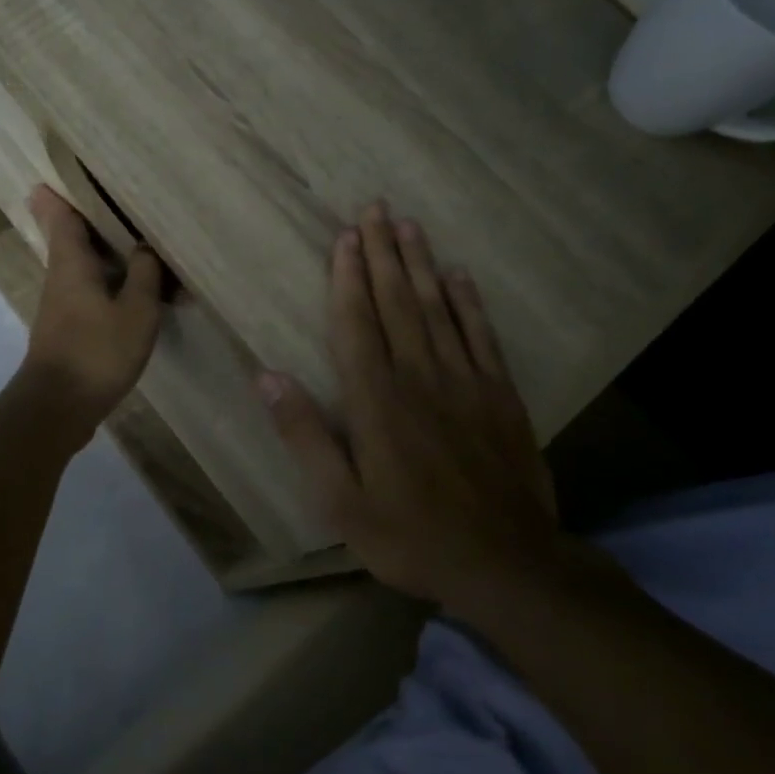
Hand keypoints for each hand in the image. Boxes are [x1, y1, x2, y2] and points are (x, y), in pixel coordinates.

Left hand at [17, 185, 165, 435]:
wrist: (58, 407)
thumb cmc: (97, 352)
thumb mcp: (135, 311)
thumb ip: (144, 274)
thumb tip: (145, 246)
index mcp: (71, 262)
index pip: (61, 215)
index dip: (62, 192)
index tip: (67, 171)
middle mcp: (61, 276)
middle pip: (72, 237)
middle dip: (90, 217)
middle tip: (118, 196)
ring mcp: (62, 304)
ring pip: (85, 265)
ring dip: (107, 251)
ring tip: (139, 237)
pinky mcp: (69, 327)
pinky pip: (92, 290)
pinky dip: (112, 281)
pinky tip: (138, 287)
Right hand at [259, 203, 561, 610]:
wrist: (507, 565)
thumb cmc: (411, 536)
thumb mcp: (340, 501)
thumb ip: (304, 435)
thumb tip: (267, 376)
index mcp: (376, 401)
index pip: (356, 324)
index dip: (348, 277)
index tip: (345, 236)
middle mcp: (419, 377)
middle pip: (397, 303)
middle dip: (383, 253)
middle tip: (376, 208)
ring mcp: (465, 383)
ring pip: (438, 309)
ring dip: (421, 265)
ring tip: (409, 226)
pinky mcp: (500, 396)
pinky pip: (482, 337)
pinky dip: (470, 303)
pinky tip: (460, 276)